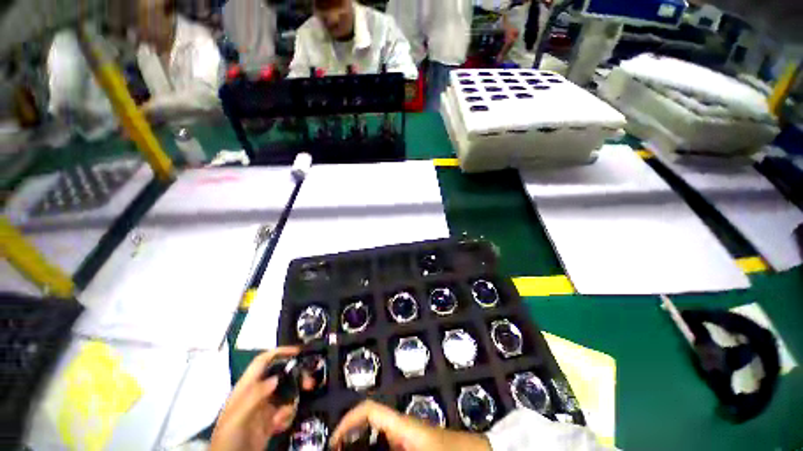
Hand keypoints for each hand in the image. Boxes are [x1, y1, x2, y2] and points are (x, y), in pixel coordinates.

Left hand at [209, 347, 313, 450]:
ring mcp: (264, 408)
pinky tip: (280, 425)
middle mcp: (257, 394)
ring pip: (286, 393)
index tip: (298, 351)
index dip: (279, 352)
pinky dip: (288, 416)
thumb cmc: (227, 438)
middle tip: (308, 384)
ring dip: (292, 400)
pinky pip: (286, 411)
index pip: (263, 361)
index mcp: (246, 388)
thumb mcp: (237, 417)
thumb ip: (254, 396)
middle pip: (281, 375)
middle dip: (296, 377)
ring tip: (288, 413)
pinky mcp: (270, 421)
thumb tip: (276, 378)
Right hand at [330, 400, 491, 450]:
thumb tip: (369, 448)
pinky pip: (390, 449)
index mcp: (403, 426)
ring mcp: (410, 439)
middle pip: (370, 428)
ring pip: (380, 442)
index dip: (348, 421)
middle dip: (352, 443)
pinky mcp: (416, 447)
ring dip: (365, 449)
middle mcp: (403, 429)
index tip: (332, 444)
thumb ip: (391, 448)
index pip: (370, 411)